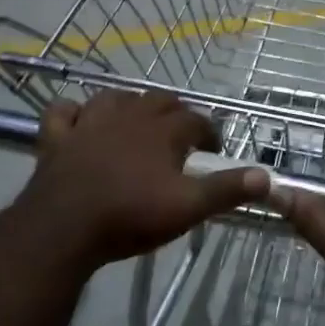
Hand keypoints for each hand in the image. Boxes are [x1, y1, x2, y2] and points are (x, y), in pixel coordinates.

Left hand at [15, 91, 267, 267]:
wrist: (64, 228)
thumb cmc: (131, 216)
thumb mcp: (188, 208)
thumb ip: (226, 190)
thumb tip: (266, 176)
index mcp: (163, 131)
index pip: (196, 120)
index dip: (208, 133)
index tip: (212, 152)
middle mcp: (129, 115)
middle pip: (159, 100)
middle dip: (174, 113)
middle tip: (179, 138)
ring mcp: (90, 122)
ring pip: (114, 97)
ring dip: (129, 104)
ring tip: (135, 122)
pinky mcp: (58, 137)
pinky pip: (64, 112)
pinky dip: (73, 113)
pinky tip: (78, 121)